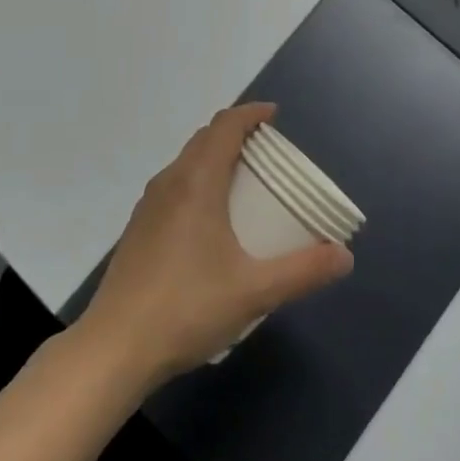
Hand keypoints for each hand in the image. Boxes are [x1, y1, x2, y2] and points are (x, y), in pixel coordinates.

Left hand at [76, 104, 352, 388]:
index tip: (274, 116)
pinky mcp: (139, 229)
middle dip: (236, 134)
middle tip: (267, 152)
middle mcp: (169, 182)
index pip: (224, 126)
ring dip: (215, 158)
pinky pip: (175, 186)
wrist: (115, 347)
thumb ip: (303, 271)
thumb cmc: (187, 308)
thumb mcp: (255, 291)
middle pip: (204, 139)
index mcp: (196, 182)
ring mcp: (149, 206)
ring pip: (186, 163)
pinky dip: (199, 182)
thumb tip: (344, 256)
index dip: (250, 113)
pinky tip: (212, 221)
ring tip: (244, 183)